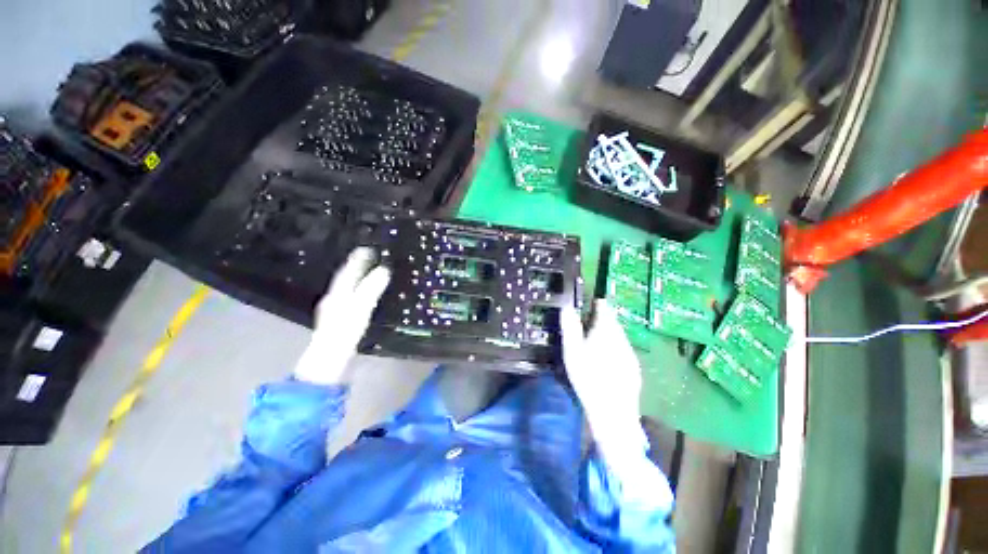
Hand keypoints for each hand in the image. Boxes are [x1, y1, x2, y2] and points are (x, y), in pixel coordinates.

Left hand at [293, 248, 390, 384]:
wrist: (328, 359)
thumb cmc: (344, 332)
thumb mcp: (360, 309)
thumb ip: (371, 289)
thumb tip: (384, 270)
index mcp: (338, 294)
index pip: (347, 272)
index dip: (357, 259)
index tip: (367, 248)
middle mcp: (334, 298)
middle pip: (345, 278)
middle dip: (356, 266)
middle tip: (370, 256)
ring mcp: (335, 309)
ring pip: (346, 287)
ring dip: (356, 277)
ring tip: (367, 270)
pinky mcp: (340, 318)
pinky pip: (349, 296)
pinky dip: (357, 289)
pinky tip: (362, 293)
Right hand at [560, 300, 645, 458]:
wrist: (612, 411)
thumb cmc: (587, 377)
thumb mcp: (572, 350)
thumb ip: (570, 327)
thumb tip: (566, 307)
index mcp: (606, 331)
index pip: (605, 309)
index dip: (598, 304)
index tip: (592, 303)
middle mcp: (621, 338)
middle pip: (613, 322)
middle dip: (604, 319)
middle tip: (591, 322)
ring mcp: (630, 353)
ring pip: (619, 336)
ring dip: (610, 333)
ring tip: (598, 340)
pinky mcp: (634, 367)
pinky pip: (624, 349)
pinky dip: (616, 347)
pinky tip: (608, 359)